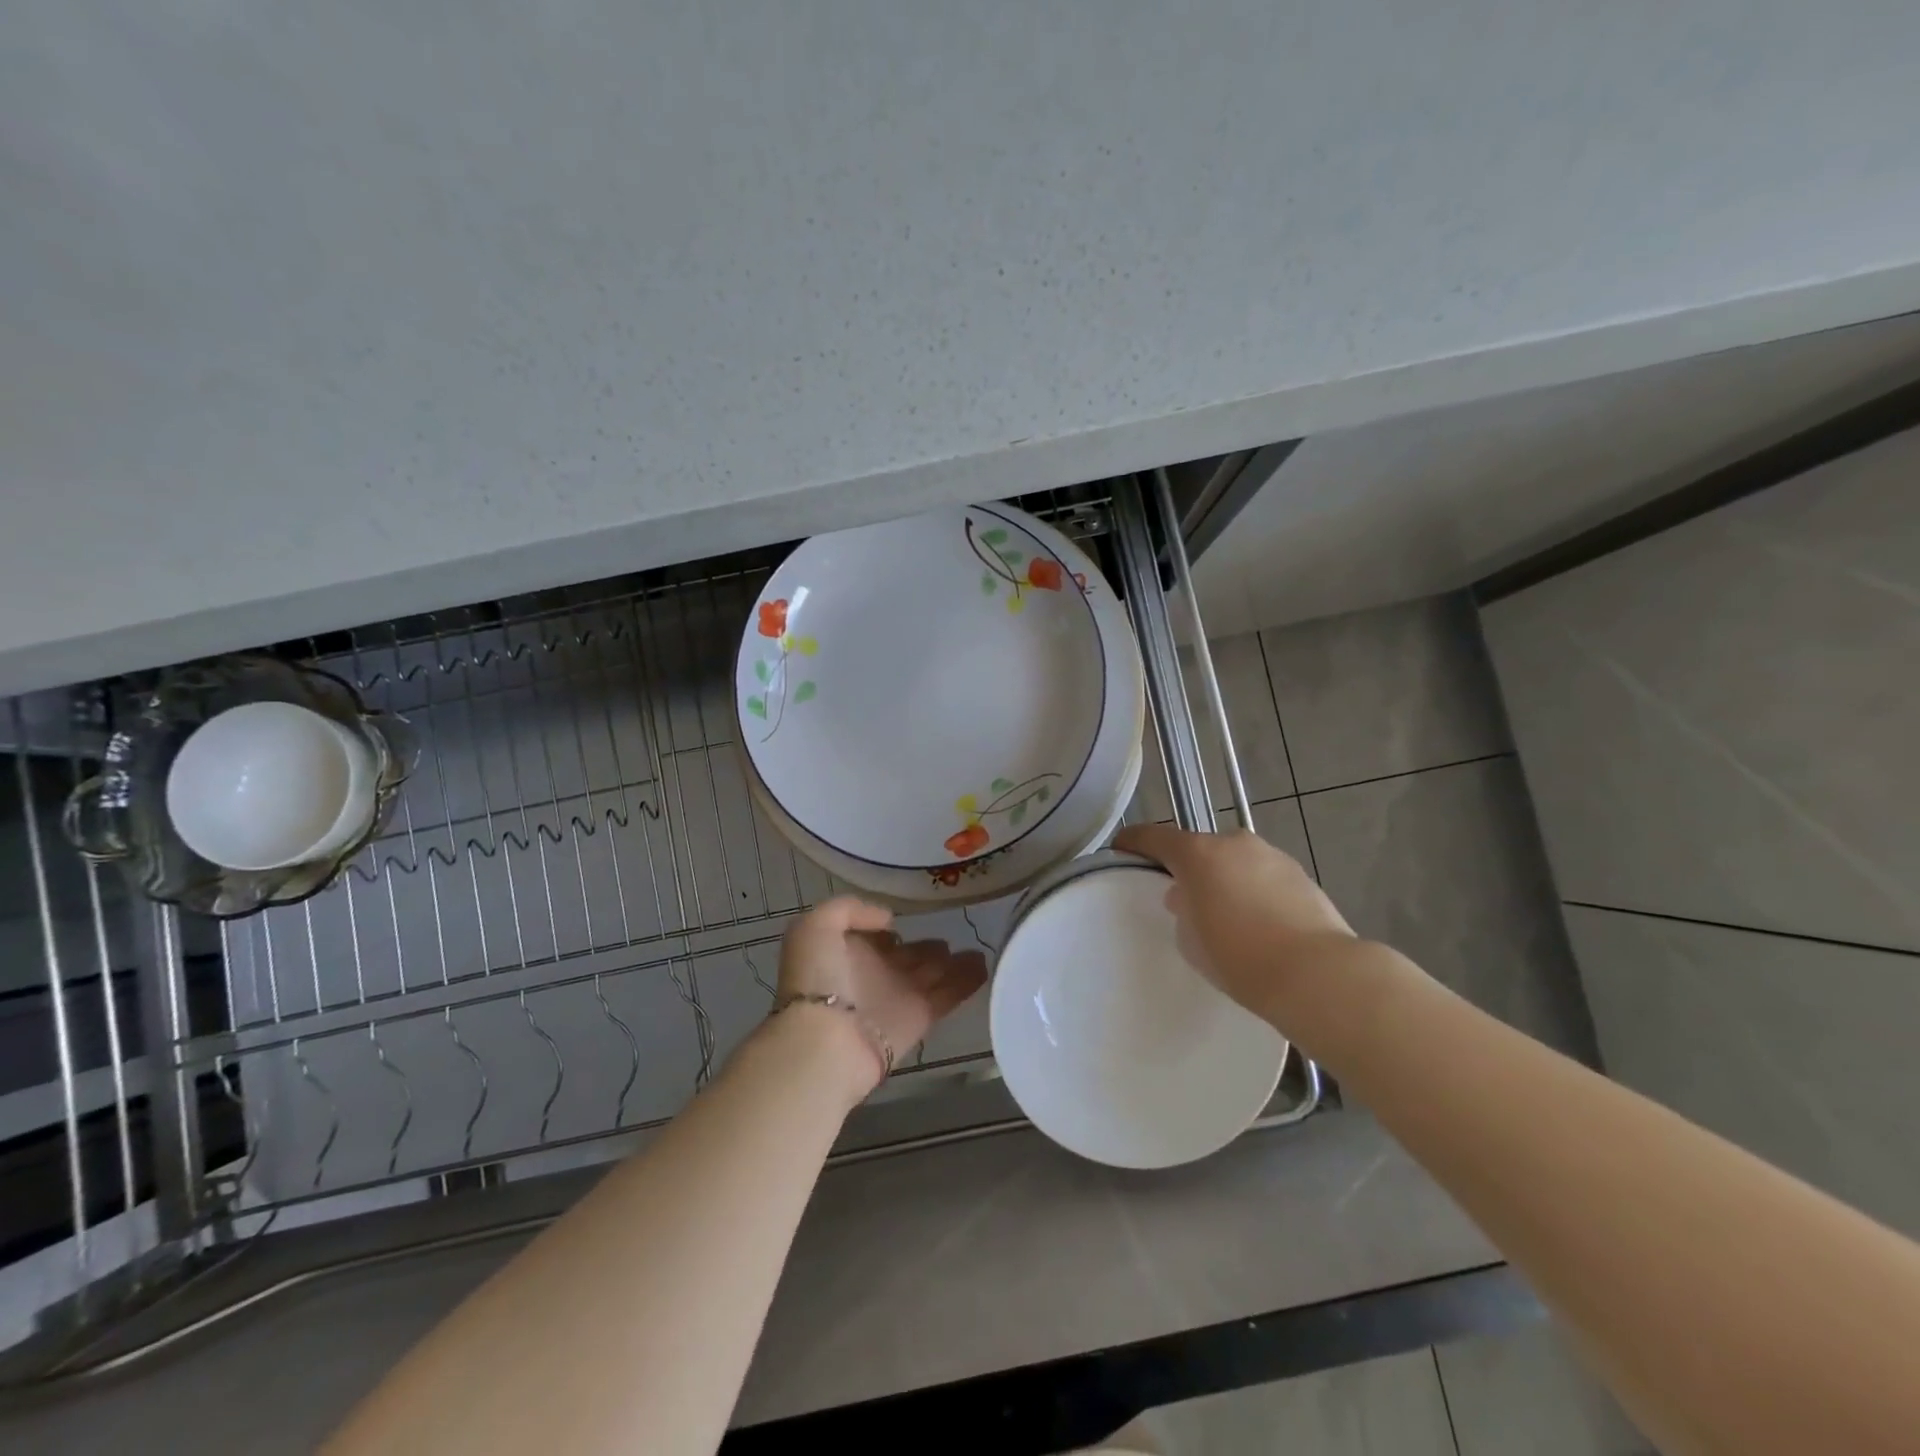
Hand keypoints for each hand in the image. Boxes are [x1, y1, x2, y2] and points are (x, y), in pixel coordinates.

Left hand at [771, 897, 988, 1093]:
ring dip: (955, 962)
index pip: (877, 936)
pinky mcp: (920, 1018)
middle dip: (928, 946)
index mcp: (849, 951)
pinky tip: (985, 965)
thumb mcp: (815, 927)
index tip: (908, 919)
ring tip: (978, 949)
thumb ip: (849, 909)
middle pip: (909, 955)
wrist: (825, 1041)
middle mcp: (876, 972)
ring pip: (933, 973)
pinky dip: (967, 982)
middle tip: (954, 933)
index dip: (890, 928)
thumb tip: (888, 921)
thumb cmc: (816, 979)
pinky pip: (949, 995)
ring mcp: (899, 996)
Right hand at [1112, 824, 1357, 1021]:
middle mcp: (1234, 844)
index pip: (1155, 837)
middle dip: (1188, 867)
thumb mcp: (1192, 940)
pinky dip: (1253, 889)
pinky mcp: (1300, 874)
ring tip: (1226, 913)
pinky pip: (1262, 875)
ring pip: (1234, 860)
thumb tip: (1188, 897)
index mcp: (1198, 854)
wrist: (1317, 974)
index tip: (1122, 847)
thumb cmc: (1240, 958)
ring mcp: (1271, 855)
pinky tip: (1258, 921)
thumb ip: (1183, 910)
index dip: (1135, 841)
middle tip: (1183, 897)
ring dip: (1224, 877)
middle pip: (1199, 847)